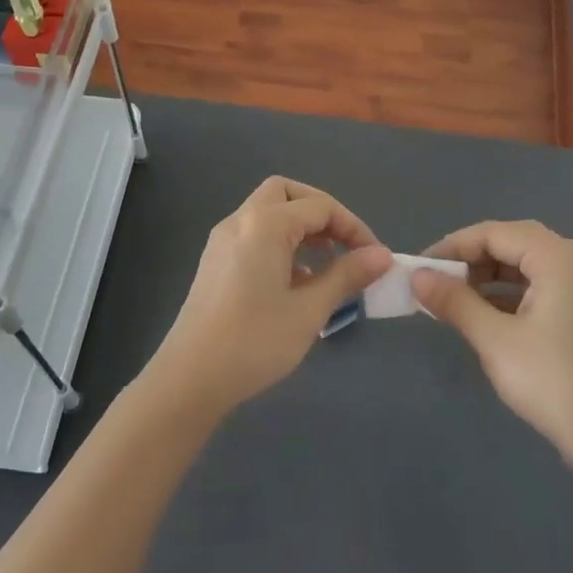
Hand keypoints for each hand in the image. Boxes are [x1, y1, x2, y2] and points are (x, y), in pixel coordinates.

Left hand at [149, 178, 391, 414]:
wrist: (190, 378)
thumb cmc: (255, 342)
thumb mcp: (309, 310)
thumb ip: (346, 276)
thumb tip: (382, 255)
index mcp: (265, 225)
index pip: (320, 206)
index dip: (354, 228)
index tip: (375, 259)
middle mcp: (240, 221)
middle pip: (287, 194)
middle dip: (322, 213)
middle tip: (345, 246)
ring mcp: (222, 241)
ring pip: (268, 213)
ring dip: (301, 228)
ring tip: (327, 267)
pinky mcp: (215, 262)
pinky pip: (254, 236)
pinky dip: (280, 244)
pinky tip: (296, 283)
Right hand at [412, 220, 572, 470]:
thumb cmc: (552, 381)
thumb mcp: (494, 339)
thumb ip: (454, 301)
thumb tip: (417, 276)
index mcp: (558, 258)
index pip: (494, 233)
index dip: (452, 246)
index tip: (420, 269)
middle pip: (513, 242)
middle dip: (471, 259)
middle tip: (436, 282)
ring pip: (528, 266)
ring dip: (489, 277)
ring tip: (455, 300)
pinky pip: (543, 287)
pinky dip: (511, 294)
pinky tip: (487, 317)